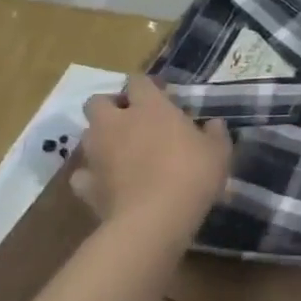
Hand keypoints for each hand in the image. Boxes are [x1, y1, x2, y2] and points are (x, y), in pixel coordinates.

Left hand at [73, 75, 231, 243]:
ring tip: (121, 152)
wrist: (154, 219)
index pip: (138, 81)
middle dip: (110, 107)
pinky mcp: (86, 185)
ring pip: (87, 135)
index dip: (147, 86)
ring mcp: (97, 154)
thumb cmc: (192, 174)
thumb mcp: (218, 151)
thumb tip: (213, 124)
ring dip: (101, 139)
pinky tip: (106, 183)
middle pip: (97, 102)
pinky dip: (92, 176)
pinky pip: (82, 175)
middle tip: (131, 120)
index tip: (161, 96)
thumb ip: (214, 133)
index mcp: (150, 107)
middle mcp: (117, 123)